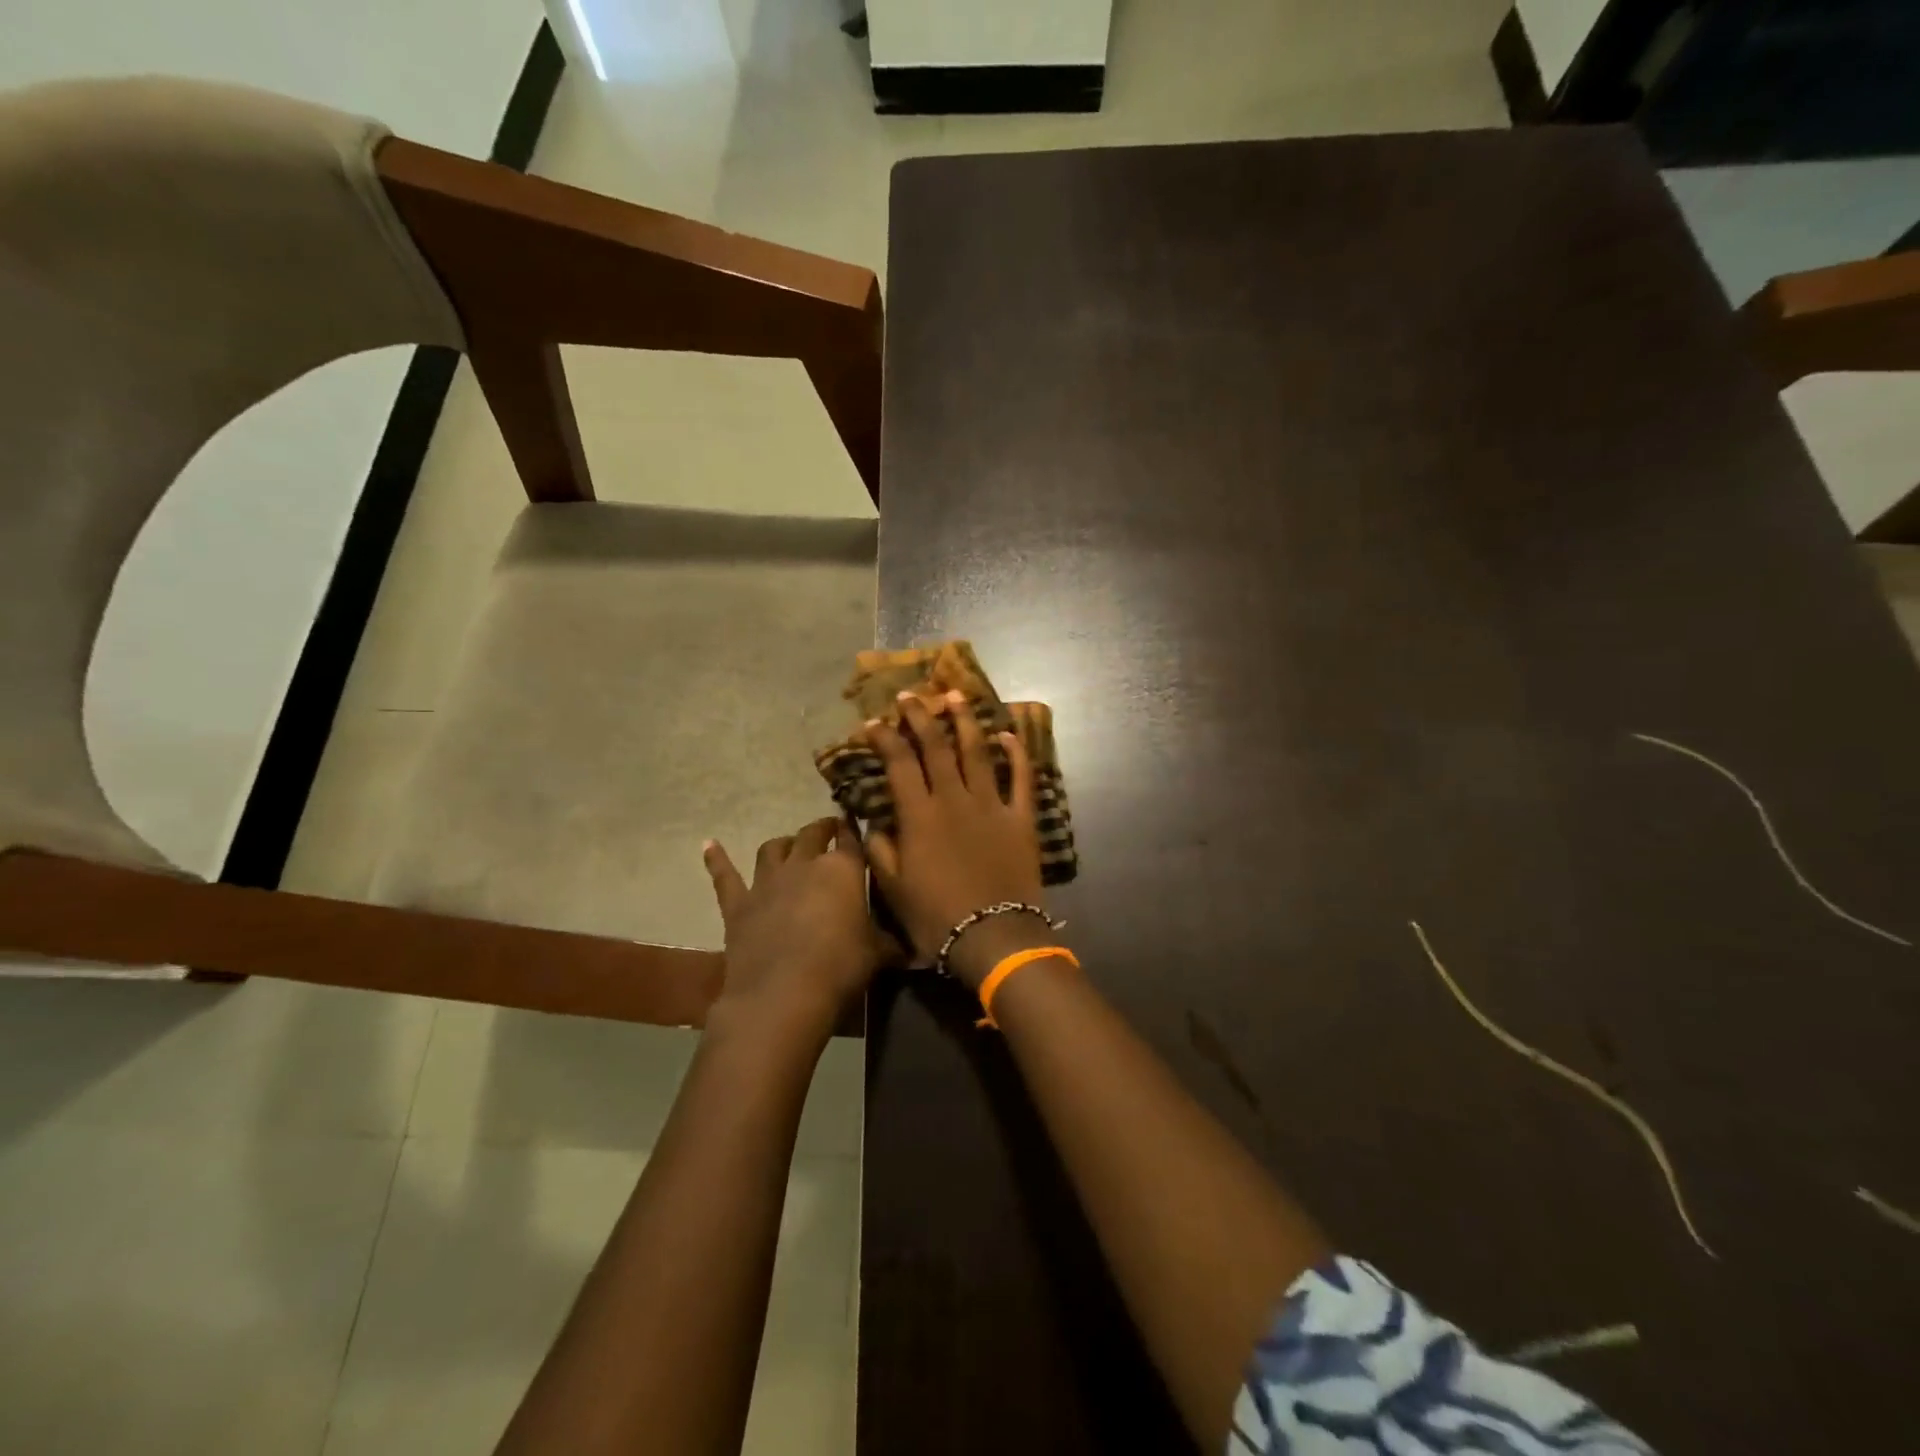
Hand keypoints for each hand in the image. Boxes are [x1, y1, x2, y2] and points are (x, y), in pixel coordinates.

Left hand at [702, 817, 889, 1042]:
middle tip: (829, 829)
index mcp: (842, 870)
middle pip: (812, 835)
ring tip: (789, 844)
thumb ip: (891, 944)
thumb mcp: (877, 954)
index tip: (857, 825)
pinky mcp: (738, 905)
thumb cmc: (839, 968)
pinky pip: (725, 876)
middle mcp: (804, 865)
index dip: (854, 831)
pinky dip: (717, 860)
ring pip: (773, 848)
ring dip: (783, 843)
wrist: (782, 996)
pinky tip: (709, 845)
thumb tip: (914, 951)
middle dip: (822, 829)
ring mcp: (767, 882)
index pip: (852, 840)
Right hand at [863, 690, 1046, 986]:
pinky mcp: (1020, 818)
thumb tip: (873, 822)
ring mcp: (991, 805)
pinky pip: (1022, 778)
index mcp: (919, 815)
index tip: (873, 722)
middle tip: (910, 696)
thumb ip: (880, 849)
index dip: (884, 738)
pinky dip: (1017, 754)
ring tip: (956, 696)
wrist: (993, 937)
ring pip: (977, 752)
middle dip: (921, 716)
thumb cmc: (936, 917)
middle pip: (936, 746)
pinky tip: (1009, 735)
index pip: (899, 763)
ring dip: (966, 721)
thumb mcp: (893, 888)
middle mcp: (954, 799)